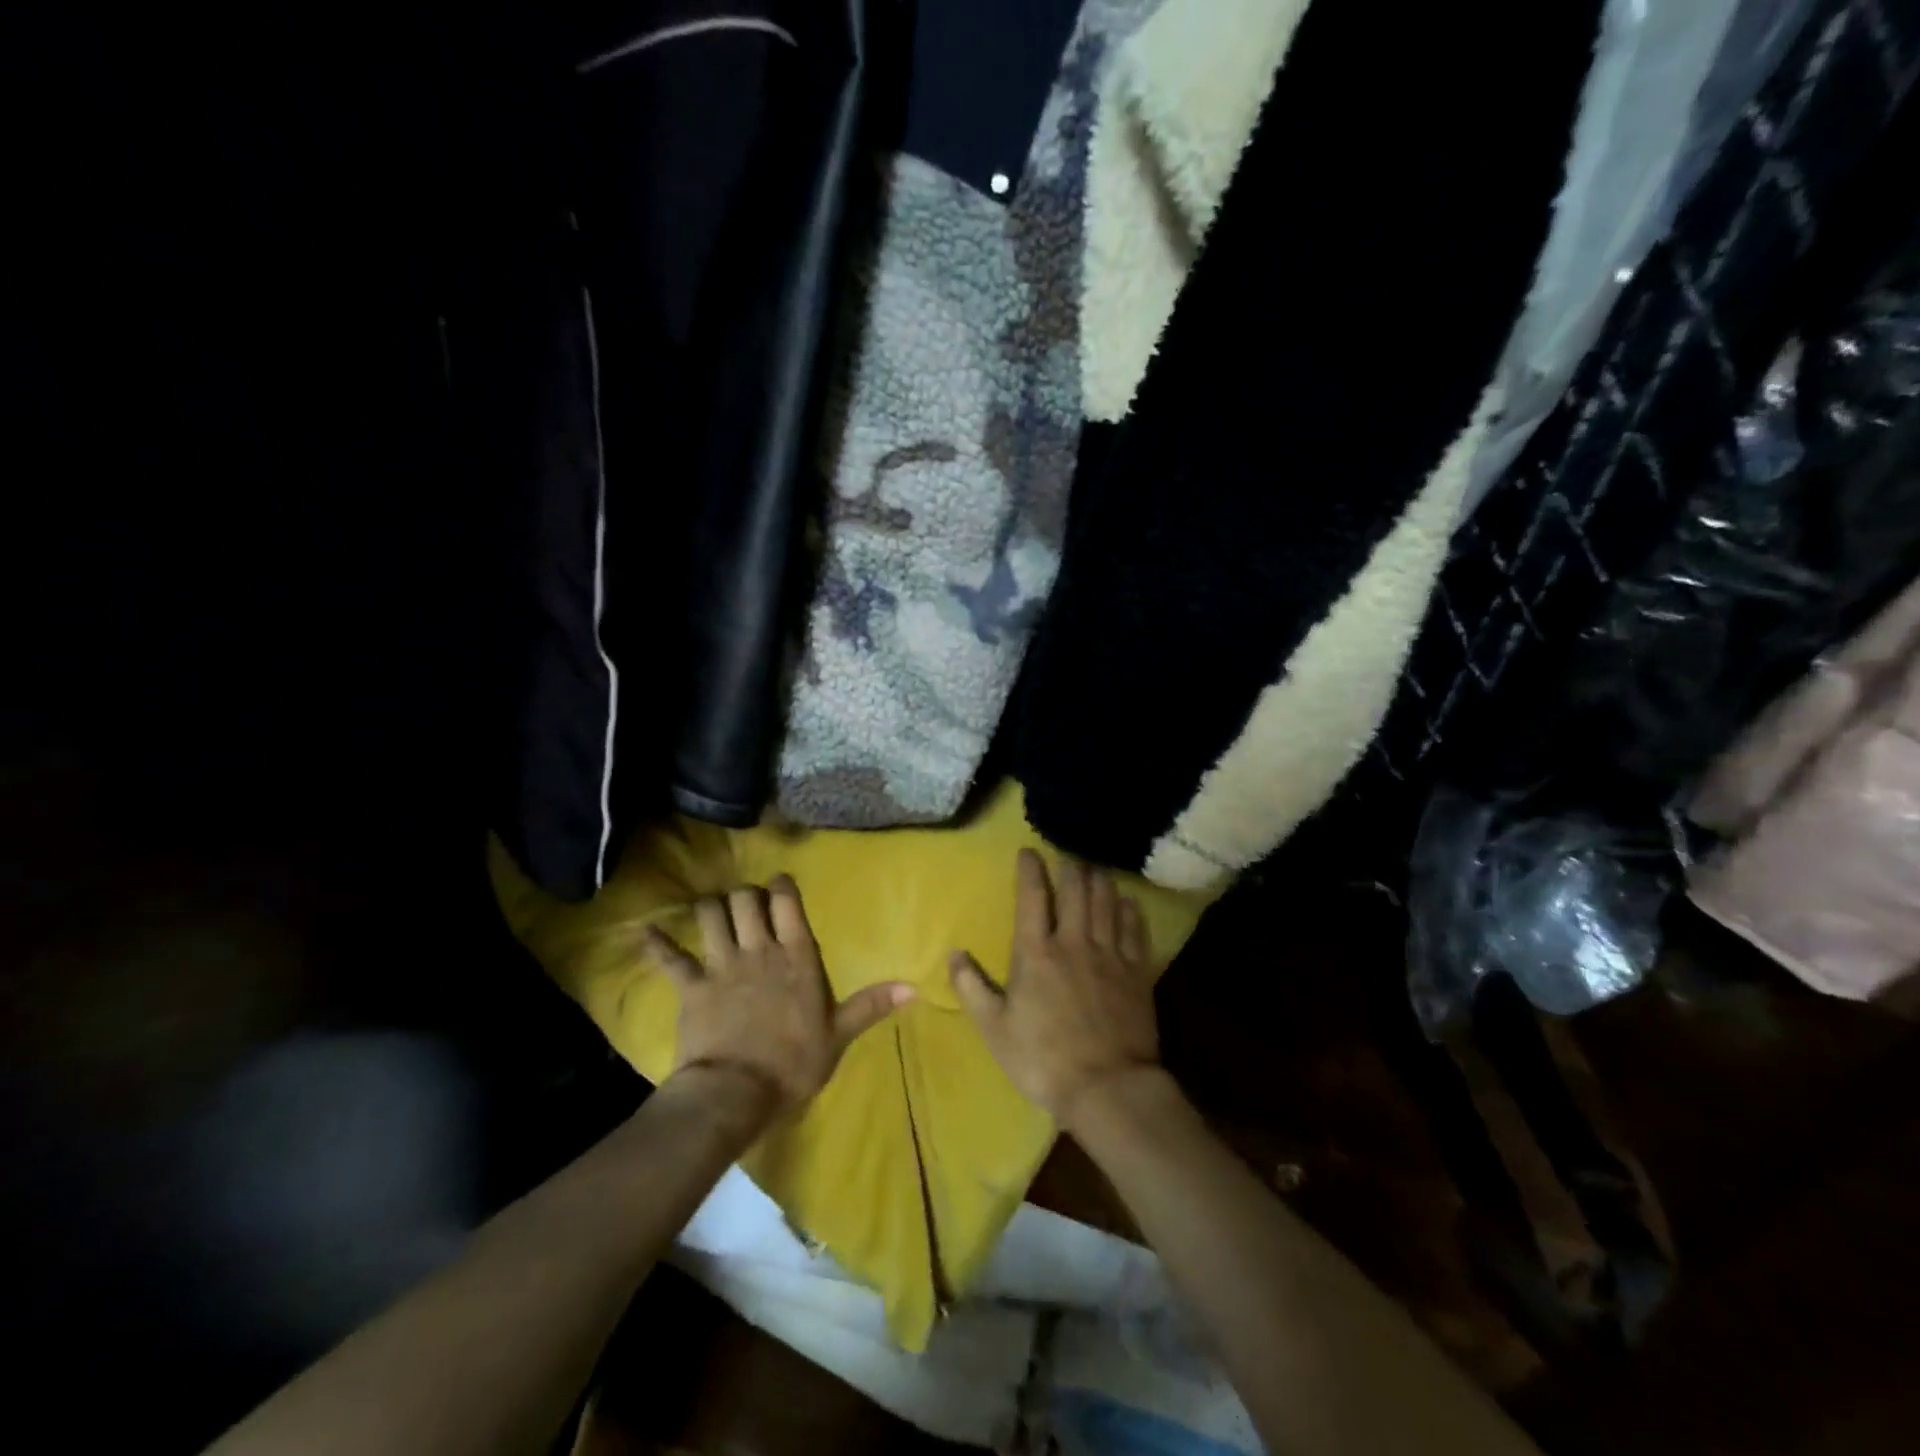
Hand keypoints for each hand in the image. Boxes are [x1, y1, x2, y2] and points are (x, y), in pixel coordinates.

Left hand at [646, 876, 912, 1115]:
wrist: (736, 1094)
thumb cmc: (793, 1065)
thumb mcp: (838, 1036)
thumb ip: (871, 1006)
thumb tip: (914, 988)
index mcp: (797, 957)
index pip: (788, 903)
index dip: (782, 886)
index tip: (779, 884)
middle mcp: (759, 950)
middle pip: (745, 900)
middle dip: (745, 895)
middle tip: (747, 905)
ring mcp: (721, 965)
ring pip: (710, 915)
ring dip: (710, 908)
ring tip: (712, 912)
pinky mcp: (691, 986)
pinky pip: (669, 958)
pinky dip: (656, 944)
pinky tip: (645, 932)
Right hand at [949, 849, 1160, 1130]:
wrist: (1107, 1088)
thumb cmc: (1043, 1060)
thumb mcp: (995, 1029)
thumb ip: (972, 988)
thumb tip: (953, 954)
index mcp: (1036, 953)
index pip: (1032, 897)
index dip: (1030, 869)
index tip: (1029, 851)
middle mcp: (1074, 942)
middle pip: (1076, 890)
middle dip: (1070, 868)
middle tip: (1067, 857)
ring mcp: (1110, 955)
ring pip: (1107, 902)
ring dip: (1100, 881)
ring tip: (1095, 870)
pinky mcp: (1137, 972)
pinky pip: (1135, 929)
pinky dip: (1130, 909)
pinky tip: (1128, 901)